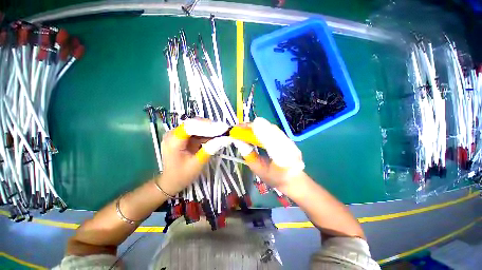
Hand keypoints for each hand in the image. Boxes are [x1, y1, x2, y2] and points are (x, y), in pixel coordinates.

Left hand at [157, 118, 228, 194]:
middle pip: (194, 124)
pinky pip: (197, 131)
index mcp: (173, 141)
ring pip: (197, 126)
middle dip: (210, 126)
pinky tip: (216, 136)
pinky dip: (207, 133)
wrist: (171, 181)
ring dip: (210, 129)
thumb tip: (224, 139)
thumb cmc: (182, 175)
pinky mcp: (184, 137)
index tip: (222, 128)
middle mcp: (174, 133)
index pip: (191, 126)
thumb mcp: (197, 164)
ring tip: (223, 132)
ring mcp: (179, 134)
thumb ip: (209, 150)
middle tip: (224, 130)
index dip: (207, 126)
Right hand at [238, 117, 304, 188]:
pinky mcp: (288, 138)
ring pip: (271, 128)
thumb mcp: (258, 169)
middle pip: (269, 129)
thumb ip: (248, 155)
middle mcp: (288, 146)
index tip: (239, 128)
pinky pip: (274, 130)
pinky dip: (263, 127)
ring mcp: (289, 141)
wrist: (293, 180)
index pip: (266, 139)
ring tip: (245, 128)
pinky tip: (256, 130)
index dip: (253, 131)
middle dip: (253, 127)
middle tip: (239, 128)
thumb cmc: (274, 178)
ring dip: (257, 126)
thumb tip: (238, 141)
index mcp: (281, 158)